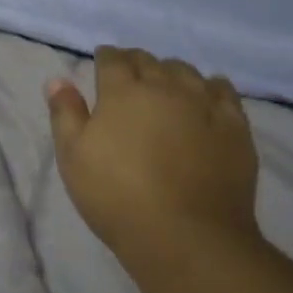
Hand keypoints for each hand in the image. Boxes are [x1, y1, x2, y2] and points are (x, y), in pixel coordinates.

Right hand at [47, 47, 260, 258]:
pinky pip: (224, 91)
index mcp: (123, 92)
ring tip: (165, 86)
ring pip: (186, 72)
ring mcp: (204, 104)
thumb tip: (58, 80)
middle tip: (128, 76)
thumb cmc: (116, 195)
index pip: (113, 59)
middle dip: (135, 62)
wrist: (185, 235)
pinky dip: (210, 86)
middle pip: (149, 61)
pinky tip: (206, 96)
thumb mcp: (73, 156)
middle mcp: (165, 87)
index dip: (105, 58)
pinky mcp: (235, 126)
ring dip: (170, 72)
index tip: (101, 63)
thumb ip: (65, 113)